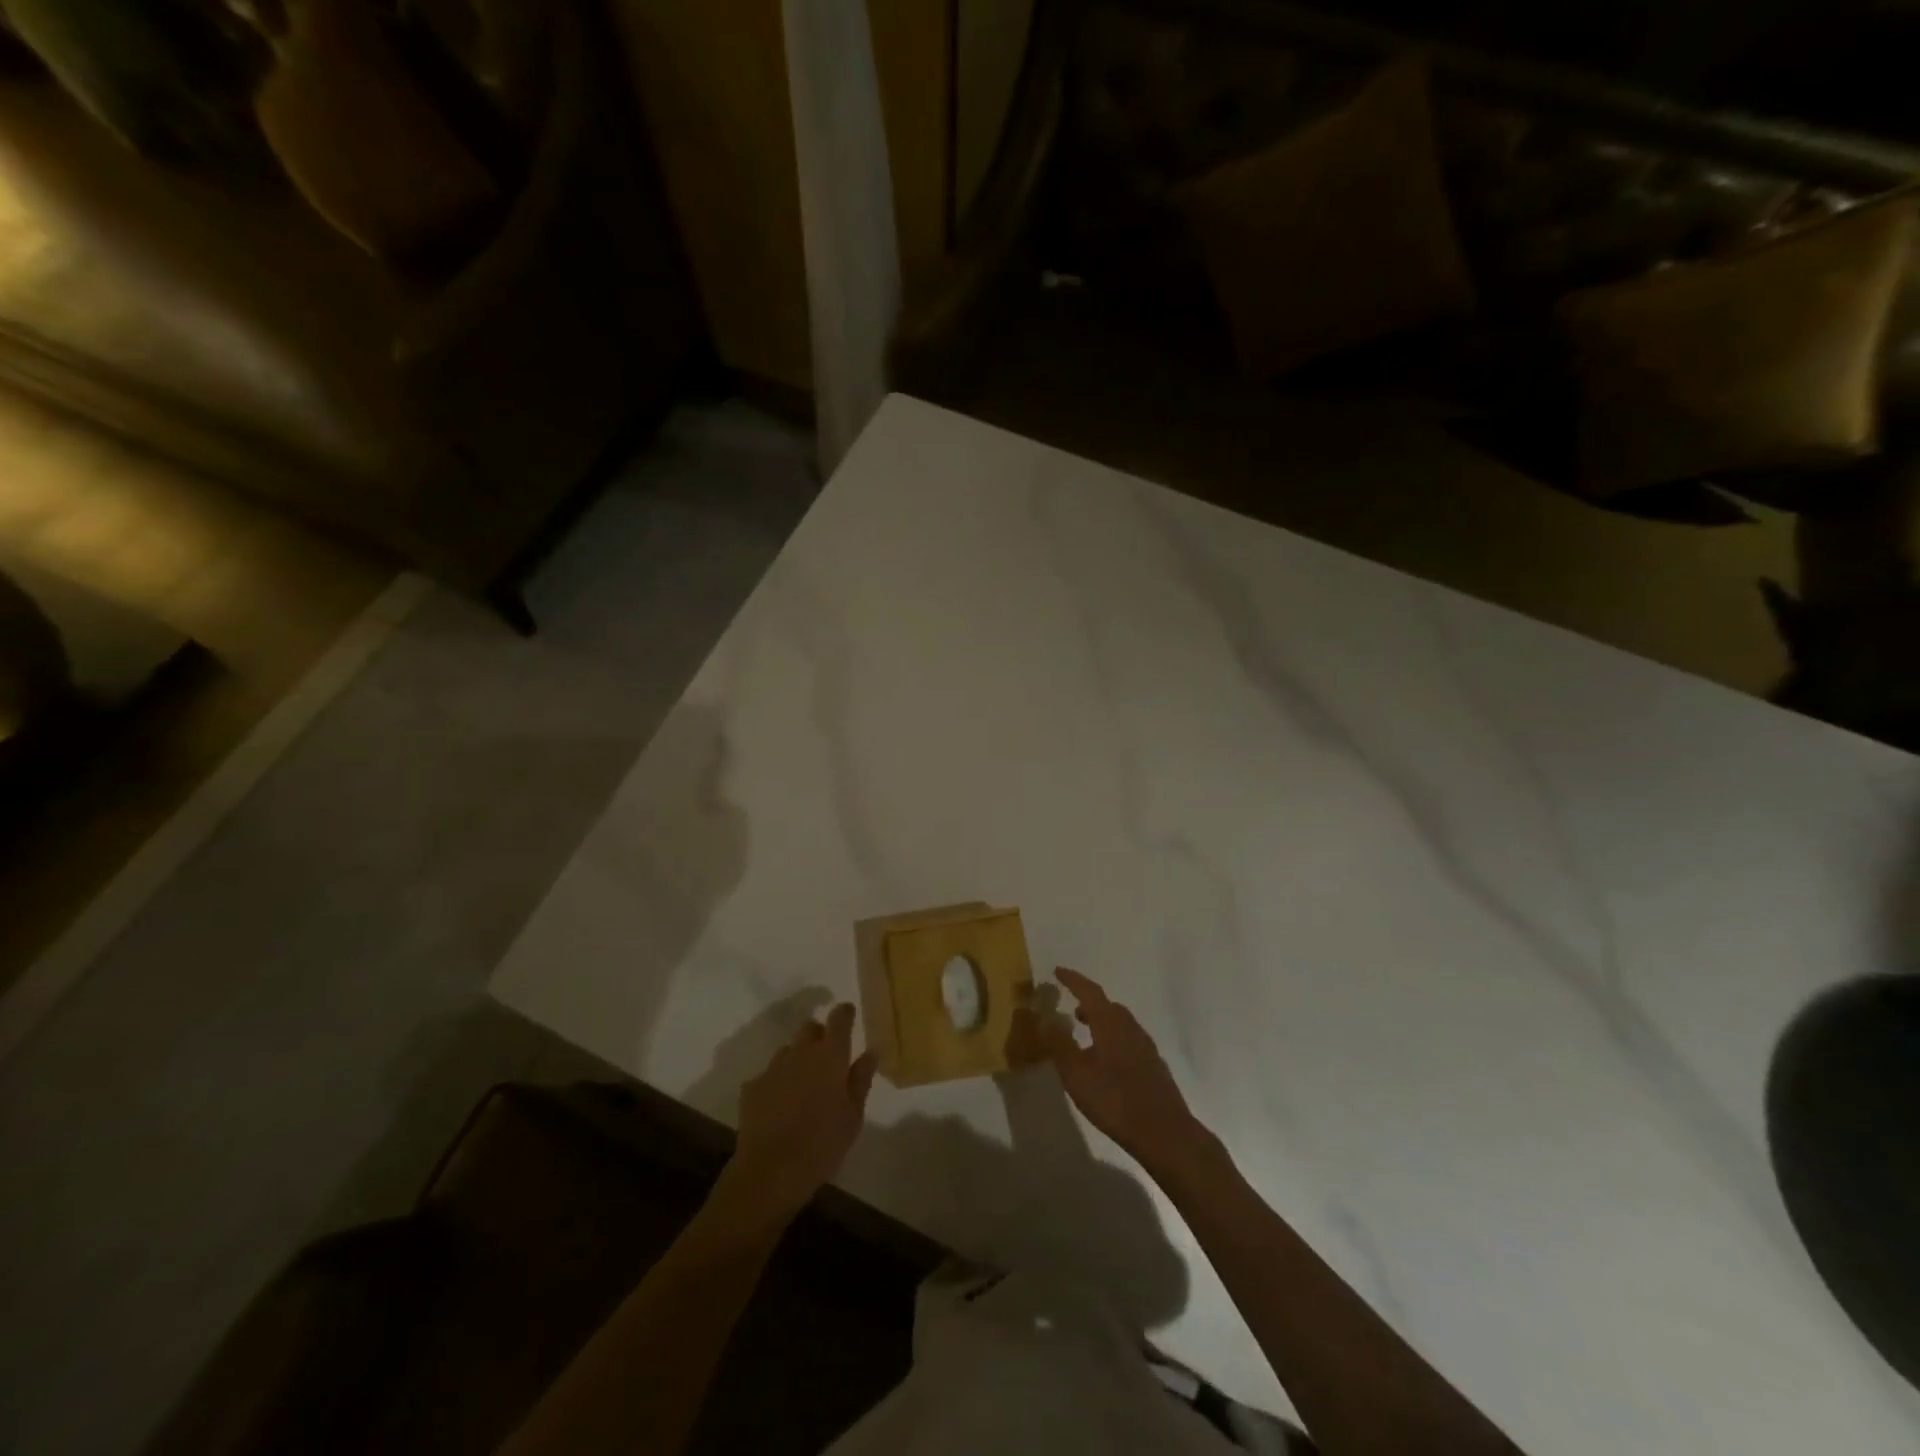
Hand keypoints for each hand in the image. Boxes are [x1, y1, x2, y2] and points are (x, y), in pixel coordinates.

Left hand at [720, 1002, 876, 1226]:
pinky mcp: (752, 1087)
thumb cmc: (823, 1144)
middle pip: (810, 1027)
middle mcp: (800, 1052)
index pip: (839, 1018)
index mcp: (830, 1055)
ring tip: (803, 1087)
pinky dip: (777, 1083)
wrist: (770, 1171)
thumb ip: (861, 1078)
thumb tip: (871, 1051)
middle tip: (827, 1059)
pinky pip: (769, 1075)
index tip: (849, 1016)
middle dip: (819, 1035)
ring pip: (788, 1050)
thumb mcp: (853, 1115)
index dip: (845, 1013)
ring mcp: (773, 1068)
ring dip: (797, 1060)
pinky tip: (780, 1107)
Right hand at [1027, 967, 1216, 1178]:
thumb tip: (1044, 1018)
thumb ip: (1059, 1045)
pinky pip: (1128, 1039)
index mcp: (1110, 1023)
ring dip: (1101, 1021)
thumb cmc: (1114, 1100)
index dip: (1072, 980)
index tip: (1058, 970)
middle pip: (1107, 1006)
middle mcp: (1130, 1027)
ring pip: (1119, 1023)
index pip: (1089, 991)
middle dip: (1088, 1002)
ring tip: (1084, 1032)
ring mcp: (1145, 1046)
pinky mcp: (1153, 1065)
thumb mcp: (1076, 1074)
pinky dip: (1112, 1037)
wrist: (1164, 1132)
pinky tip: (1106, 1060)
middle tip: (1070, 1006)